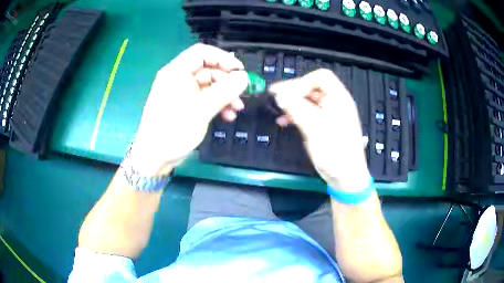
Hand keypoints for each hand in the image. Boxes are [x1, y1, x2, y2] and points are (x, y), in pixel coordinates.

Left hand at [130, 44, 247, 174]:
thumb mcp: (201, 109)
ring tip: (237, 109)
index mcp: (176, 72)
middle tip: (242, 94)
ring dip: (225, 95)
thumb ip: (224, 91)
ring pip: (209, 86)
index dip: (223, 58)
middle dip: (227, 81)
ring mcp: (181, 93)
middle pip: (208, 70)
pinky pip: (204, 98)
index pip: (202, 53)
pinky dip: (217, 104)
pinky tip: (227, 116)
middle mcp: (178, 78)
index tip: (240, 71)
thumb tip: (244, 77)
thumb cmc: (173, 130)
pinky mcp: (185, 106)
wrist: (154, 157)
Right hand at [270, 69, 369, 191]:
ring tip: (278, 112)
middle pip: (313, 87)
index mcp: (339, 98)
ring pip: (309, 100)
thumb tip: (279, 94)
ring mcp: (331, 114)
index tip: (286, 93)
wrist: (347, 177)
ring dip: (293, 103)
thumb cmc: (335, 152)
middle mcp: (336, 103)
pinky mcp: (326, 125)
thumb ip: (296, 108)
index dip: (302, 81)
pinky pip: (309, 113)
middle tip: (275, 99)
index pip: (320, 77)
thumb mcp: (314, 128)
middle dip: (294, 92)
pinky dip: (297, 114)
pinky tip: (285, 121)